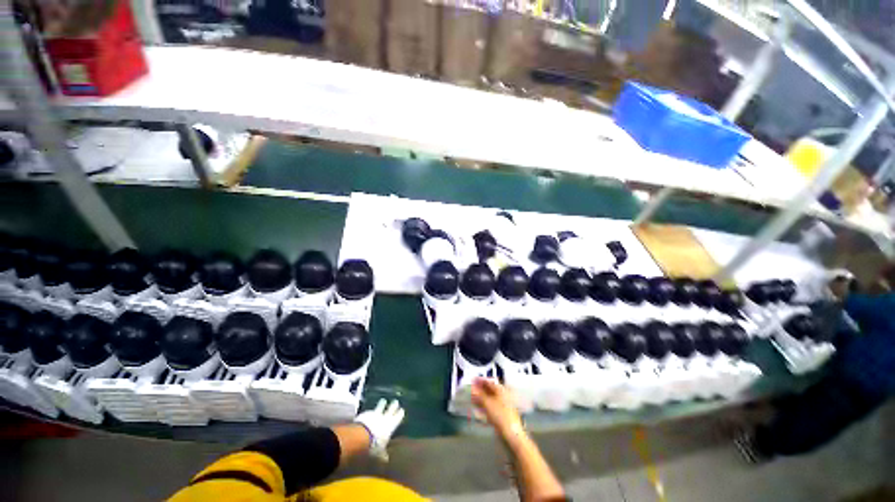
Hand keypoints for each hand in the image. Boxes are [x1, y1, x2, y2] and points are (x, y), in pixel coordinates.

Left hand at [354, 399, 404, 460]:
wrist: (360, 436)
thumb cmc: (374, 446)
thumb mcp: (379, 452)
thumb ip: (382, 454)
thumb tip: (385, 460)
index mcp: (391, 425)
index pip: (398, 417)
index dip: (400, 413)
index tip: (402, 410)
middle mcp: (385, 417)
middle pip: (391, 409)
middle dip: (394, 405)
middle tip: (396, 401)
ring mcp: (375, 414)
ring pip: (381, 406)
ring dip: (382, 404)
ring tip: (383, 401)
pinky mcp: (366, 413)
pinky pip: (370, 411)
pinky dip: (371, 411)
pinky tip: (370, 411)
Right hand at [471, 378, 523, 440]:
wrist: (512, 435)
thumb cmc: (500, 416)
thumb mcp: (488, 404)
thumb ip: (479, 395)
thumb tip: (472, 387)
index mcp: (501, 390)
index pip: (489, 381)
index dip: (480, 380)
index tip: (472, 380)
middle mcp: (502, 396)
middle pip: (489, 390)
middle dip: (480, 390)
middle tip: (470, 390)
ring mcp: (502, 406)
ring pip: (490, 399)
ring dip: (481, 399)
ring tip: (472, 399)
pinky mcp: (501, 415)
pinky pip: (491, 408)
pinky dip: (484, 407)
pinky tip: (478, 410)